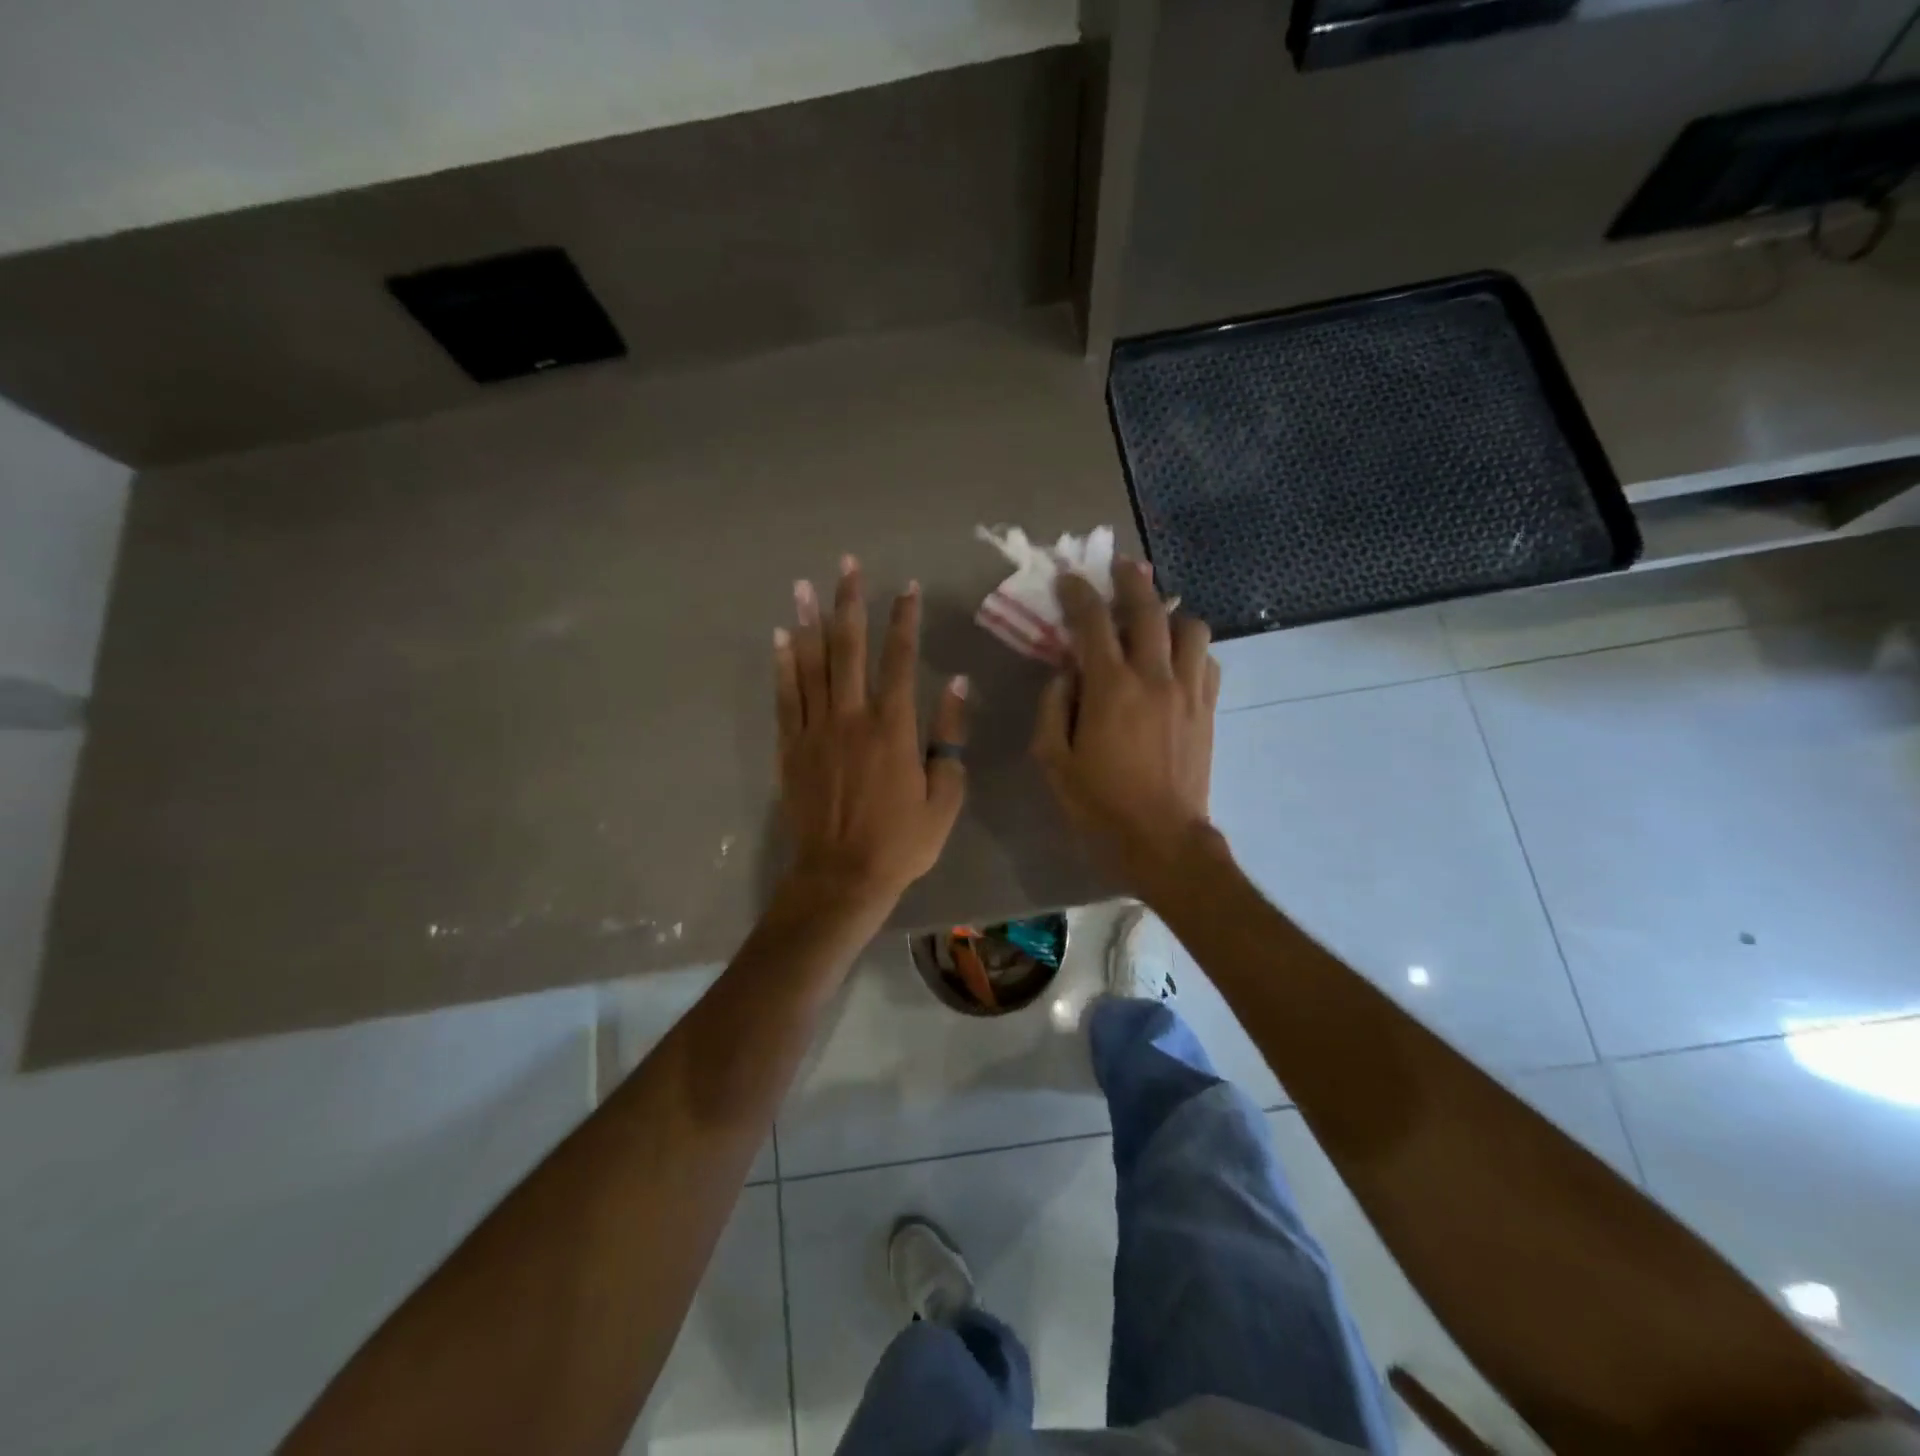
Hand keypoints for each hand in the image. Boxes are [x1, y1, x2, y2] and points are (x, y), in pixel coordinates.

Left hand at [774, 556, 968, 911]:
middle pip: (849, 648)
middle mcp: (851, 717)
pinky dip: (782, 665)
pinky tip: (780, 638)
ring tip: (803, 585)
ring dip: (808, 622)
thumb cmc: (901, 842)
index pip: (900, 659)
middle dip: (850, 602)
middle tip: (845, 564)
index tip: (906, 587)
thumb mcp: (945, 796)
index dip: (904, 619)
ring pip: (810, 665)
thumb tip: (956, 683)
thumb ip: (950, 736)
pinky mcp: (790, 748)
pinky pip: (785, 697)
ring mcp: (815, 730)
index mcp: (894, 727)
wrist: (842, 876)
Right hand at [1031, 558, 1220, 893]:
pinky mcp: (1208, 708)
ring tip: (1154, 620)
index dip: (1078, 593)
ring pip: (1190, 627)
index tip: (1068, 580)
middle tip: (1119, 567)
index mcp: (1110, 688)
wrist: (1161, 840)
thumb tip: (1063, 673)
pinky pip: (1208, 660)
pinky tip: (1176, 660)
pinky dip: (1191, 648)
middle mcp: (1154, 676)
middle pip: (1148, 609)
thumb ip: (1052, 707)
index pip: (1092, 622)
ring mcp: (1188, 690)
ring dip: (1169, 614)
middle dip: (1130, 580)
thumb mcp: (1053, 760)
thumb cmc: (1099, 804)